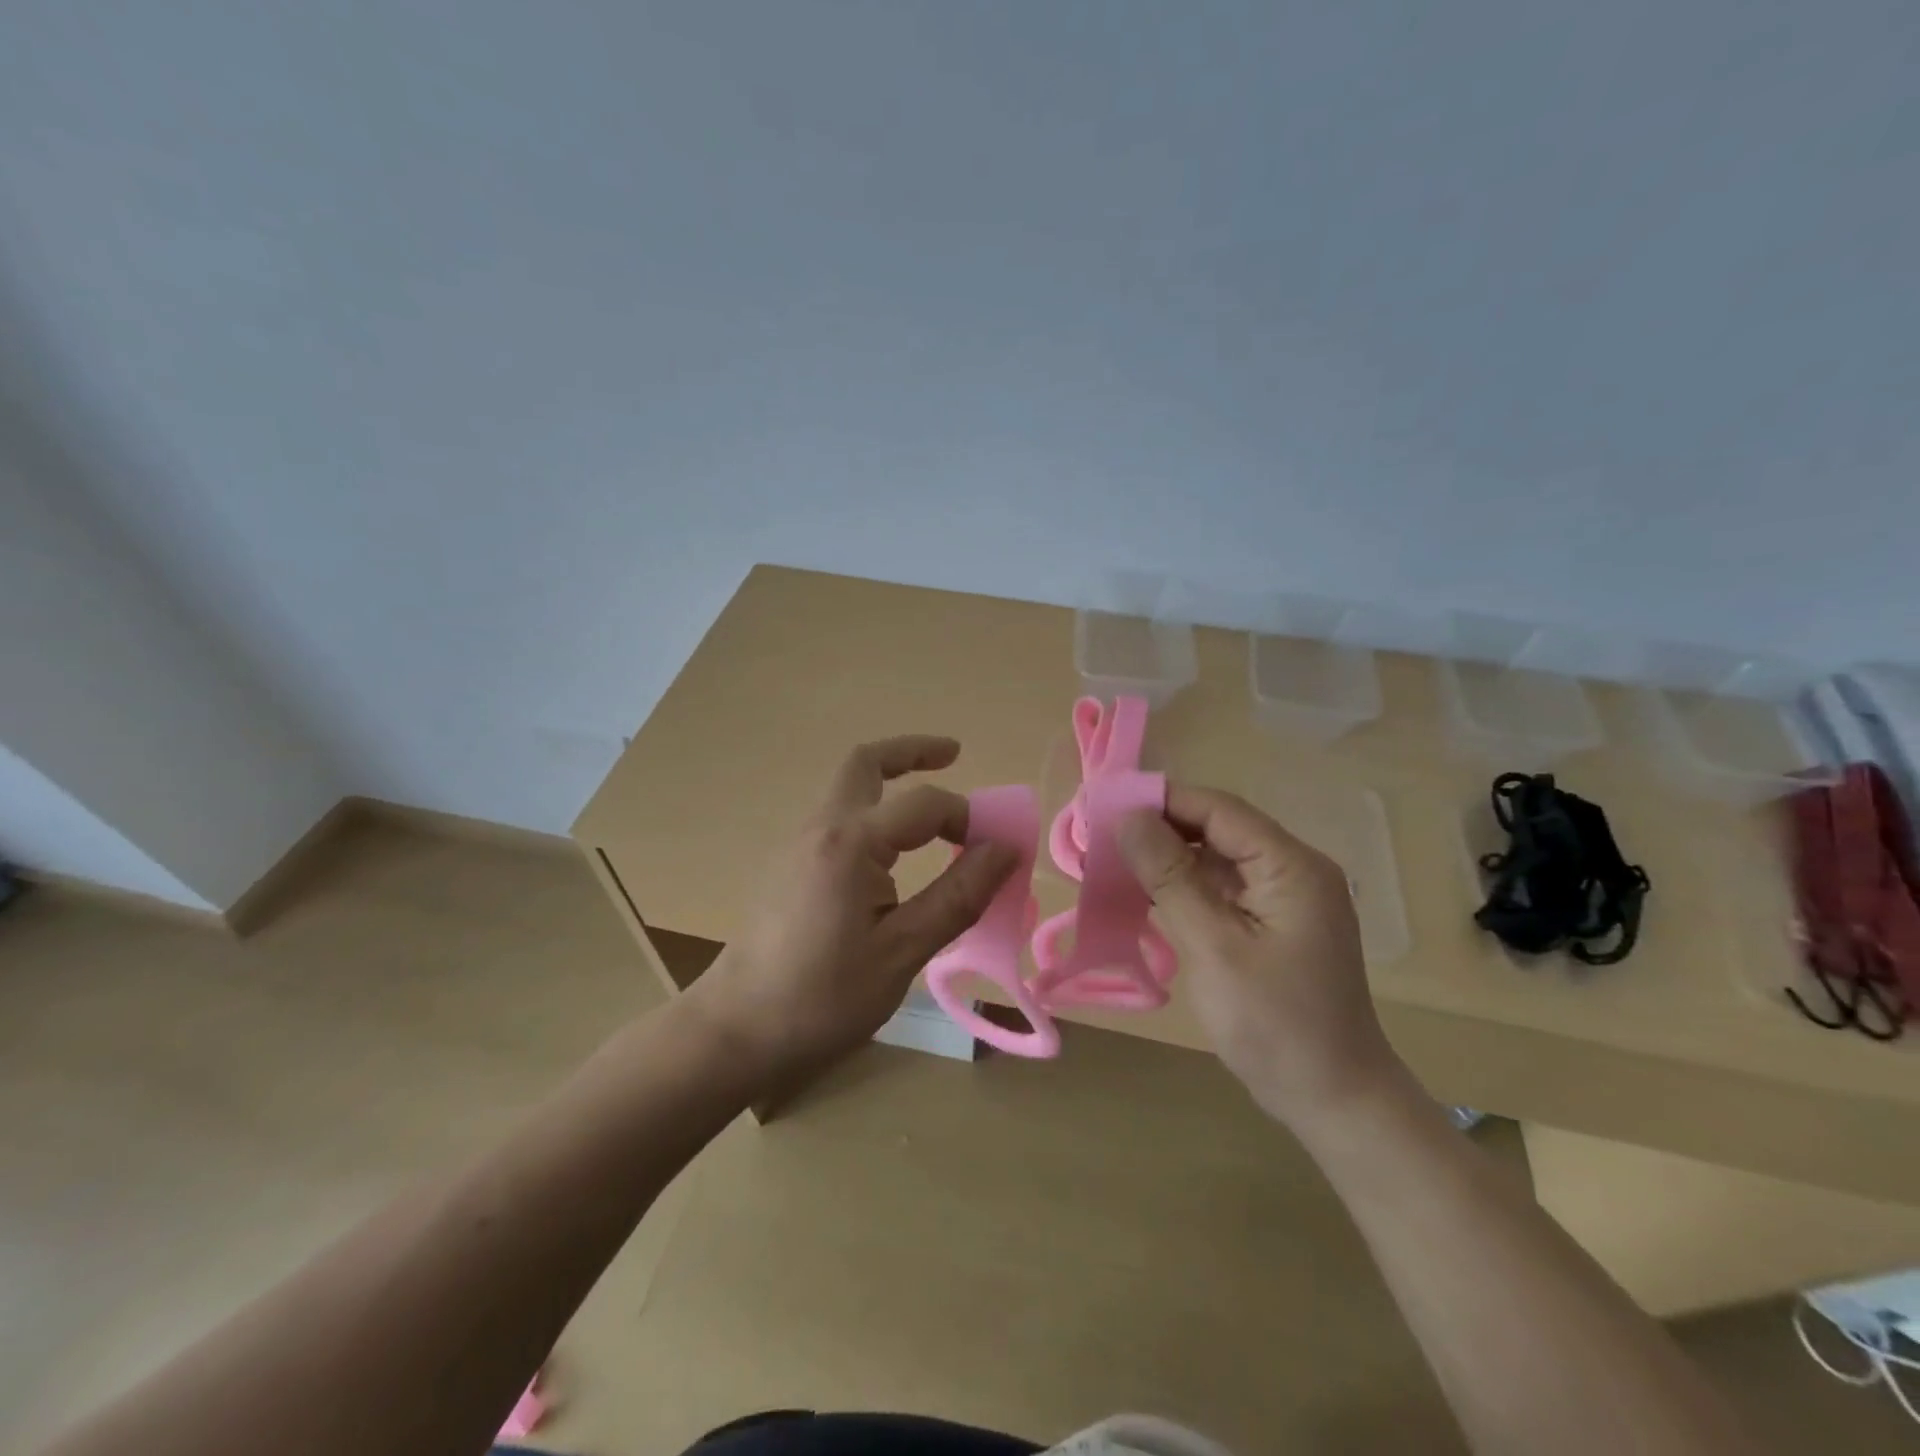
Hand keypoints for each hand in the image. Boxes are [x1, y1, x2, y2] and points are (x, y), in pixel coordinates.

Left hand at [687, 735, 1016, 1084]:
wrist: (735, 1031)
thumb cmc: (822, 997)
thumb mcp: (902, 952)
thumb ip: (957, 896)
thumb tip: (1005, 849)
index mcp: (851, 843)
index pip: (924, 804)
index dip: (968, 818)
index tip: (997, 850)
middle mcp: (821, 828)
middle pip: (866, 763)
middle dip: (912, 751)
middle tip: (954, 755)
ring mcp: (798, 844)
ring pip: (847, 787)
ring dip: (890, 781)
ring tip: (931, 809)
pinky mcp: (789, 866)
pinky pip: (837, 818)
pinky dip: (873, 812)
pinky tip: (891, 853)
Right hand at [1117, 785, 1403, 1129]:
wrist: (1334, 1100)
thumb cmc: (1275, 1025)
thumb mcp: (1214, 947)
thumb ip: (1171, 878)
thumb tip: (1127, 818)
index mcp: (1290, 866)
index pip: (1218, 809)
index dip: (1161, 800)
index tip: (1104, 805)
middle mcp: (1292, 869)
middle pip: (1216, 828)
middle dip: (1159, 829)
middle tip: (1099, 838)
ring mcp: (1284, 898)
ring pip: (1215, 857)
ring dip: (1166, 859)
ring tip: (1110, 863)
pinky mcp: (1272, 923)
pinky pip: (1220, 888)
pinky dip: (1182, 887)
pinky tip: (1144, 896)